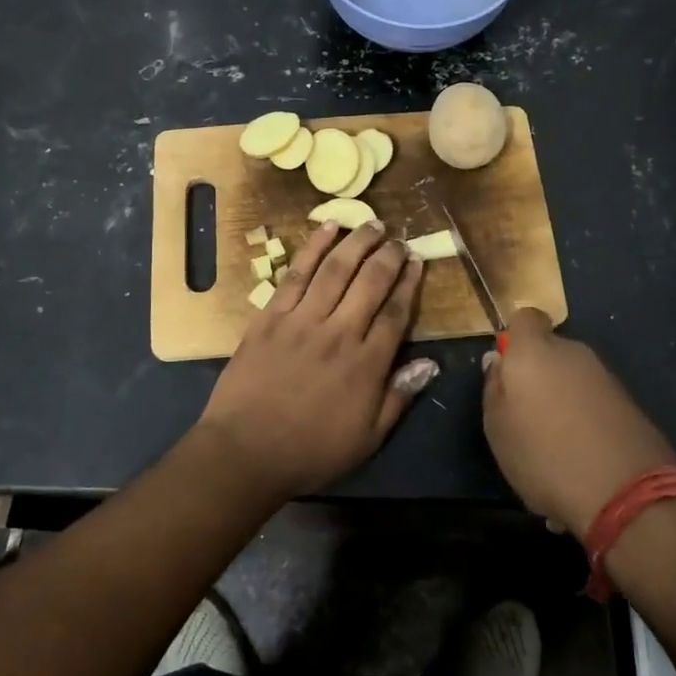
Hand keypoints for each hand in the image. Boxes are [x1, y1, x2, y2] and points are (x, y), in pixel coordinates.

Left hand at [194, 221, 436, 499]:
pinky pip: (296, 274)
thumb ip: (399, 397)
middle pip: (370, 282)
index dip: (409, 284)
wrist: (245, 451)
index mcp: (365, 364)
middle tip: (400, 239)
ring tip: (373, 224)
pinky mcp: (270, 316)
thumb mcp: (367, 438)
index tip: (417, 263)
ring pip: (336, 269)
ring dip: (357, 242)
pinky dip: (313, 248)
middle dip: (389, 256)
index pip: (395, 312)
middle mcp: (338, 332)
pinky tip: (327, 228)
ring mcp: (302, 320)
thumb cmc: (310, 451)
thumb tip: (430, 363)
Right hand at [481, 309, 675, 540]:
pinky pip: (593, 402)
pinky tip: (580, 458)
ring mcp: (605, 377)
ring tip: (553, 446)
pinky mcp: (629, 403)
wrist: (627, 493)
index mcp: (535, 351)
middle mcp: (573, 353)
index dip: (515, 337)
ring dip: (561, 401)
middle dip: (537, 374)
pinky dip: (584, 420)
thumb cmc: (545, 456)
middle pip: (549, 351)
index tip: (507, 367)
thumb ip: (494, 387)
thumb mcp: (498, 428)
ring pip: (572, 379)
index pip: (525, 318)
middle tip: (525, 416)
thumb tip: (497, 360)